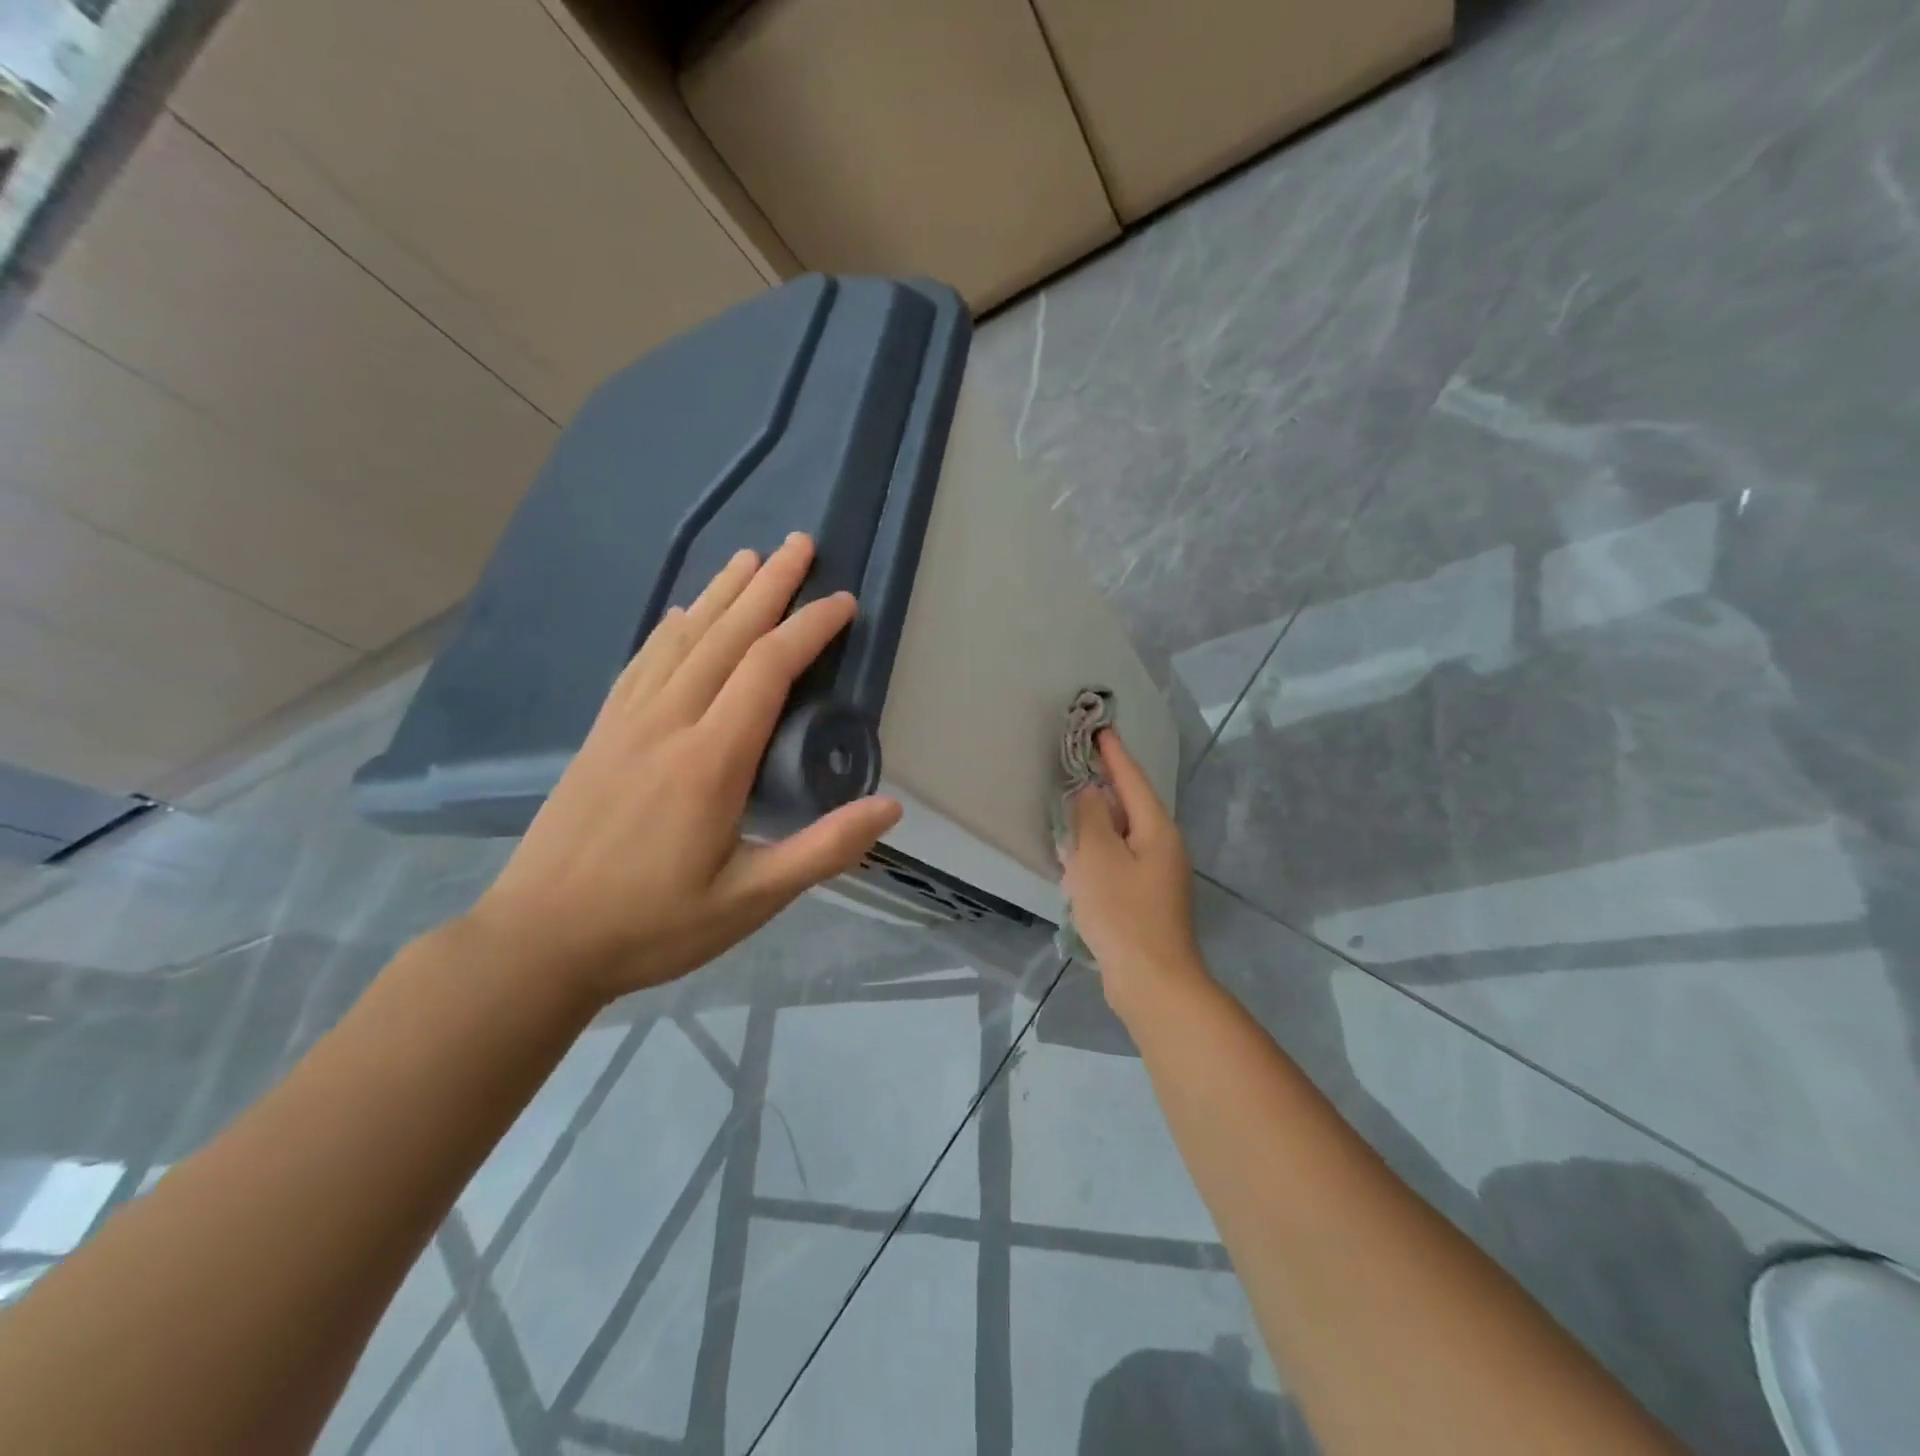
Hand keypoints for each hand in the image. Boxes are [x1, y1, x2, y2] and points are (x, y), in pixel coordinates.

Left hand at [466, 534, 901, 1004]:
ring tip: (748, 558)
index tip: (843, 602)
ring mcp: (627, 724)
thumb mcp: (751, 900)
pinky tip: (679, 613)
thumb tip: (891, 808)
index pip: (768, 670)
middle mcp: (668, 723)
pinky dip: (669, 629)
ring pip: (681, 639)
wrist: (538, 942)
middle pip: (725, 636)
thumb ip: (823, 850)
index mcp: (711, 760)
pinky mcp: (601, 734)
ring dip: (719, 594)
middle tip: (799, 544)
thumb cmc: (653, 925)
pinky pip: (641, 663)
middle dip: (768, 587)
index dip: (809, 628)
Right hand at [1060, 730, 1206, 1006]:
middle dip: (1102, 788)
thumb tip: (1088, 790)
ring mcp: (1156, 876)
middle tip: (1076, 766)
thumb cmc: (1122, 912)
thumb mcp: (1096, 857)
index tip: (1099, 728)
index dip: (1113, 753)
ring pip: (1120, 836)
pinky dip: (1097, 856)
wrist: (1152, 981)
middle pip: (1128, 806)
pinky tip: (1076, 865)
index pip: (1132, 779)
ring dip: (1095, 825)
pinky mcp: (1145, 900)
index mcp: (1156, 829)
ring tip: (1069, 814)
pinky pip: (1117, 863)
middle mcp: (1162, 847)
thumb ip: (1089, 816)